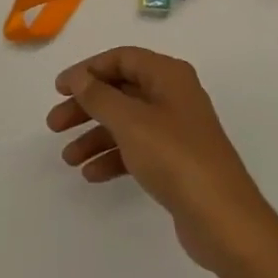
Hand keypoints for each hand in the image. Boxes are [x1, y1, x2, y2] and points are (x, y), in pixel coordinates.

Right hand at [47, 47, 277, 277]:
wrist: (223, 219)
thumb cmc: (176, 157)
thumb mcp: (131, 122)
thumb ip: (100, 97)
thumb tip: (79, 76)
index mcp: (168, 75)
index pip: (122, 59)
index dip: (88, 70)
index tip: (59, 89)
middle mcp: (173, 95)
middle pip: (121, 90)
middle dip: (87, 106)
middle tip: (54, 125)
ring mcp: (176, 129)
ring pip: (127, 122)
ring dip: (96, 135)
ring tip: (68, 158)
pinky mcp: (176, 161)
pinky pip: (137, 149)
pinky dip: (114, 157)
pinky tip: (92, 174)